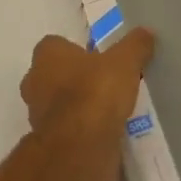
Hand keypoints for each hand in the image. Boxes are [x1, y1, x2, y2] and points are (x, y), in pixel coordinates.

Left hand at [19, 28, 155, 180]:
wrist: (80, 147)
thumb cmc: (96, 93)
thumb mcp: (125, 62)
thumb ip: (135, 46)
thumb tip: (146, 32)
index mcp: (46, 55)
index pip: (56, 44)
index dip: (76, 50)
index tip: (99, 58)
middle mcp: (34, 81)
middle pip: (55, 73)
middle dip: (76, 77)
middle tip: (105, 82)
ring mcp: (37, 114)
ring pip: (59, 102)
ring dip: (78, 104)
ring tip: (109, 108)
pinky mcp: (48, 141)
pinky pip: (67, 127)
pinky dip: (81, 128)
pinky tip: (105, 129)